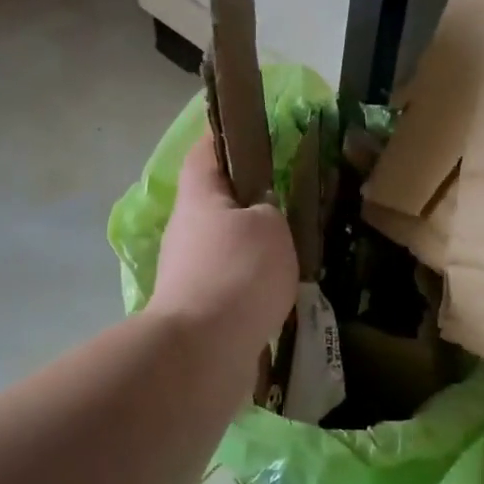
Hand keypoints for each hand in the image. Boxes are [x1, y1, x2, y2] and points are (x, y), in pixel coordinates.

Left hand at [149, 137, 297, 362]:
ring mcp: (189, 270)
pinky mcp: (200, 306)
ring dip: (255, 244)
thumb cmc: (238, 273)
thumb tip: (262, 213)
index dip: (227, 135)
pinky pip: (232, 281)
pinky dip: (254, 281)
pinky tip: (283, 288)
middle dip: (251, 197)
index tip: (255, 131)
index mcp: (199, 196)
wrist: (203, 352)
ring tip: (296, 245)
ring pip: (227, 243)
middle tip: (292, 196)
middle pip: (218, 200)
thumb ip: (271, 208)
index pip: (206, 149)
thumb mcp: (270, 226)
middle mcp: (187, 229)